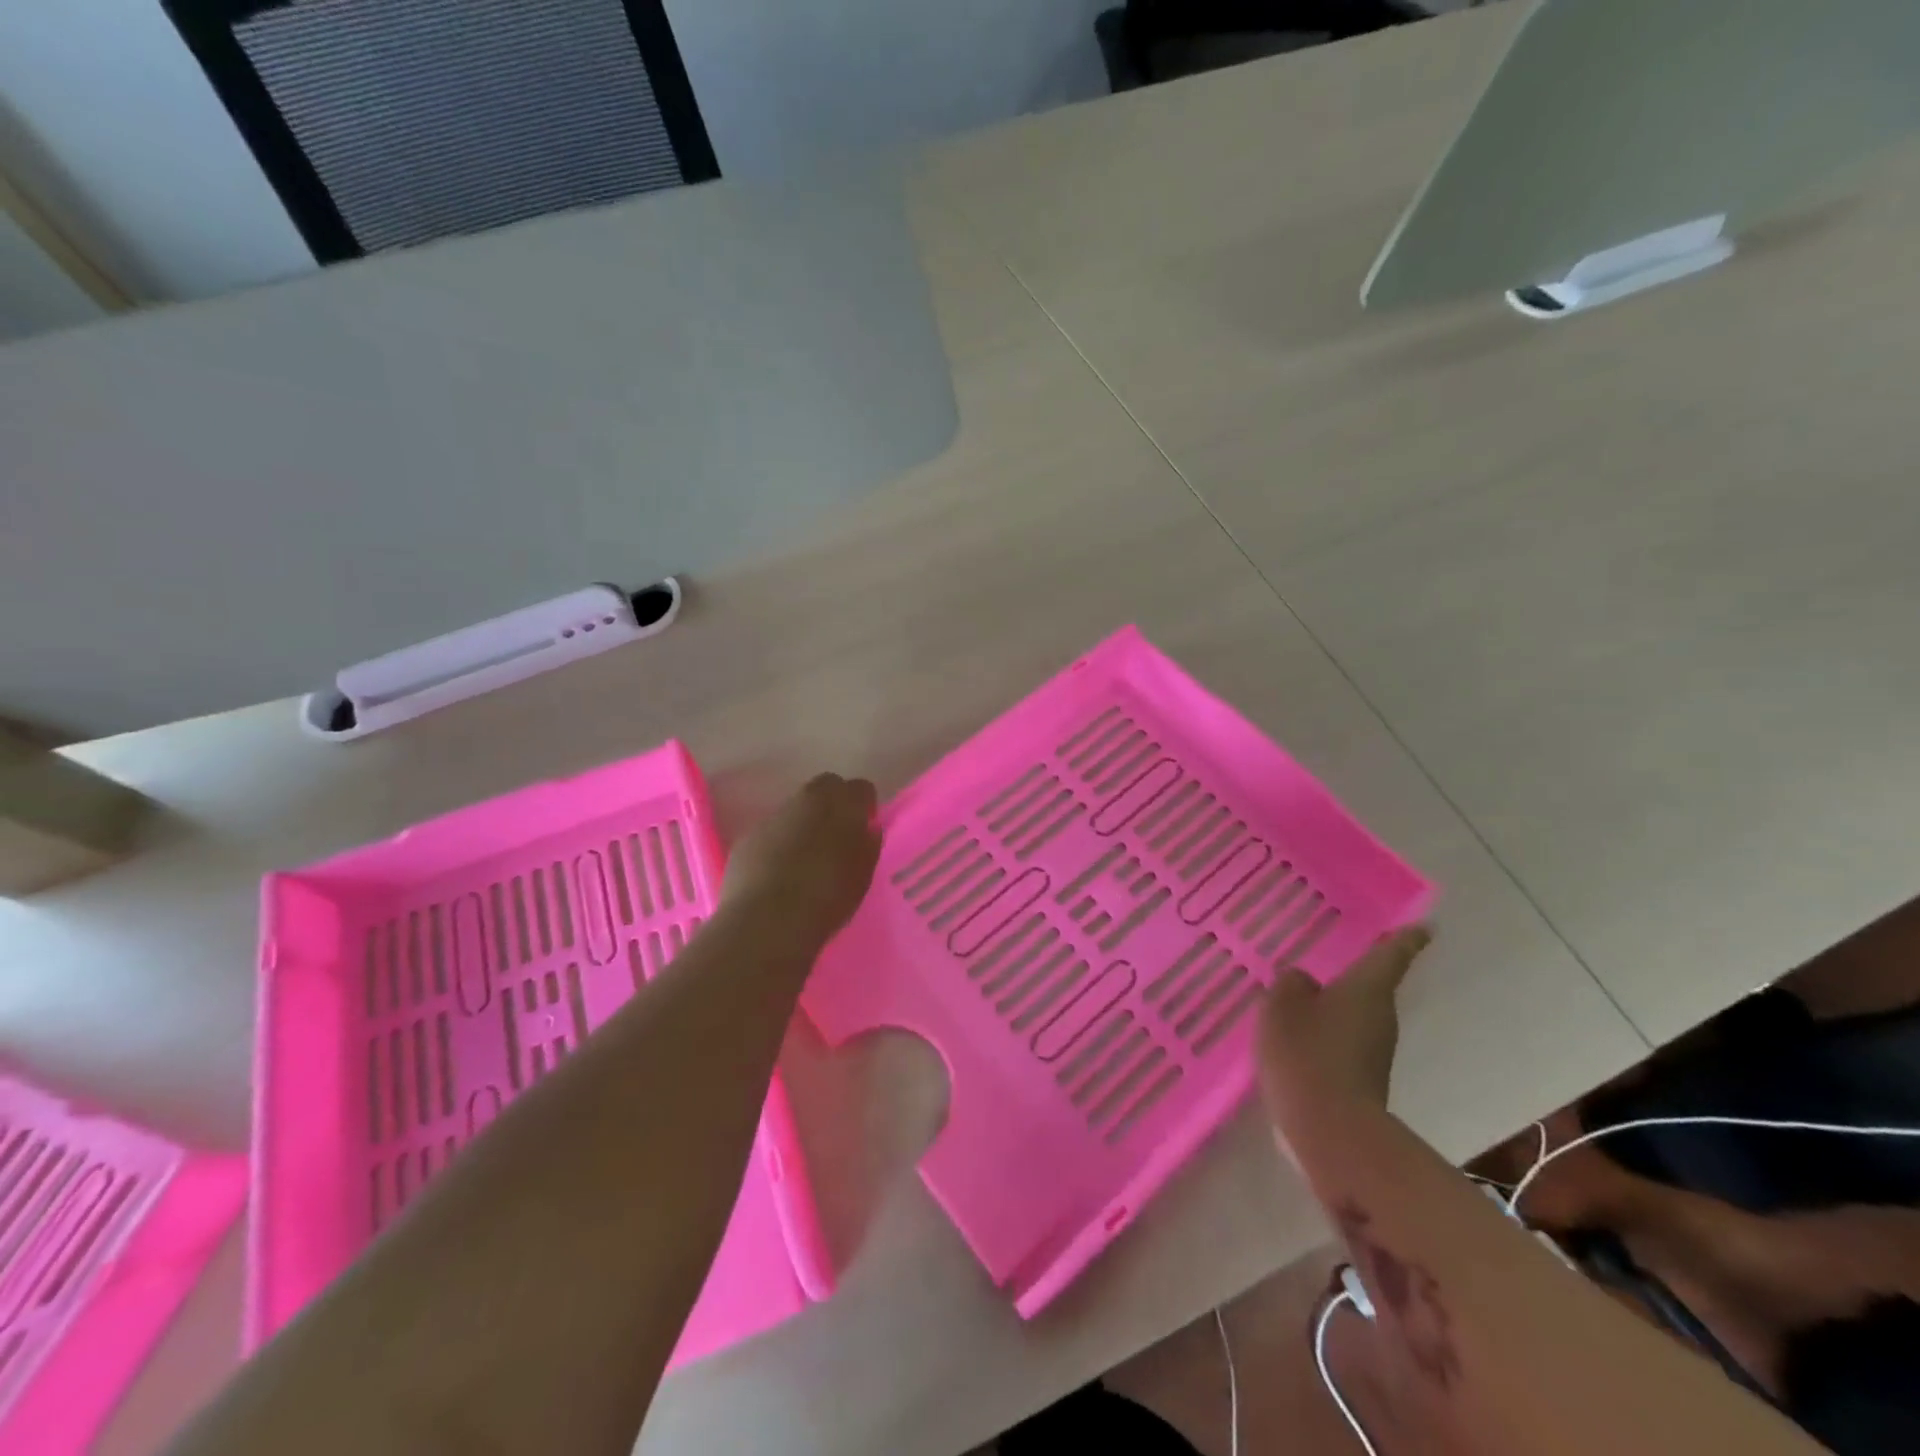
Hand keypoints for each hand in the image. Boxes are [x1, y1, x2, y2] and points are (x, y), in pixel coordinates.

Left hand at [722, 773, 881, 943]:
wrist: (767, 920)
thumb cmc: (827, 898)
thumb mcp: (862, 875)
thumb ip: (868, 845)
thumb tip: (866, 830)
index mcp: (842, 804)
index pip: (861, 788)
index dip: (865, 806)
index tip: (866, 827)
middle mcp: (807, 800)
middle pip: (825, 786)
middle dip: (834, 803)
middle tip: (837, 836)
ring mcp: (773, 816)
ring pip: (795, 809)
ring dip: (804, 823)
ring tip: (806, 859)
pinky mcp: (748, 837)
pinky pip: (771, 832)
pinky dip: (778, 843)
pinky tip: (779, 874)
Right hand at [1257, 926, 1429, 1118]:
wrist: (1329, 1130)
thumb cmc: (1306, 1052)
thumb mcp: (1281, 1005)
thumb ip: (1290, 984)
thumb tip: (1302, 981)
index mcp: (1366, 989)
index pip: (1391, 956)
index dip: (1405, 939)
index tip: (1424, 927)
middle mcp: (1380, 1016)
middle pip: (1370, 988)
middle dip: (1354, 976)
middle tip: (1333, 961)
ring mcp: (1375, 1052)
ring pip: (1355, 1017)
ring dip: (1334, 1009)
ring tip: (1302, 1001)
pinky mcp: (1363, 1079)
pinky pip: (1343, 1044)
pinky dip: (1325, 1037)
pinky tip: (1297, 1040)